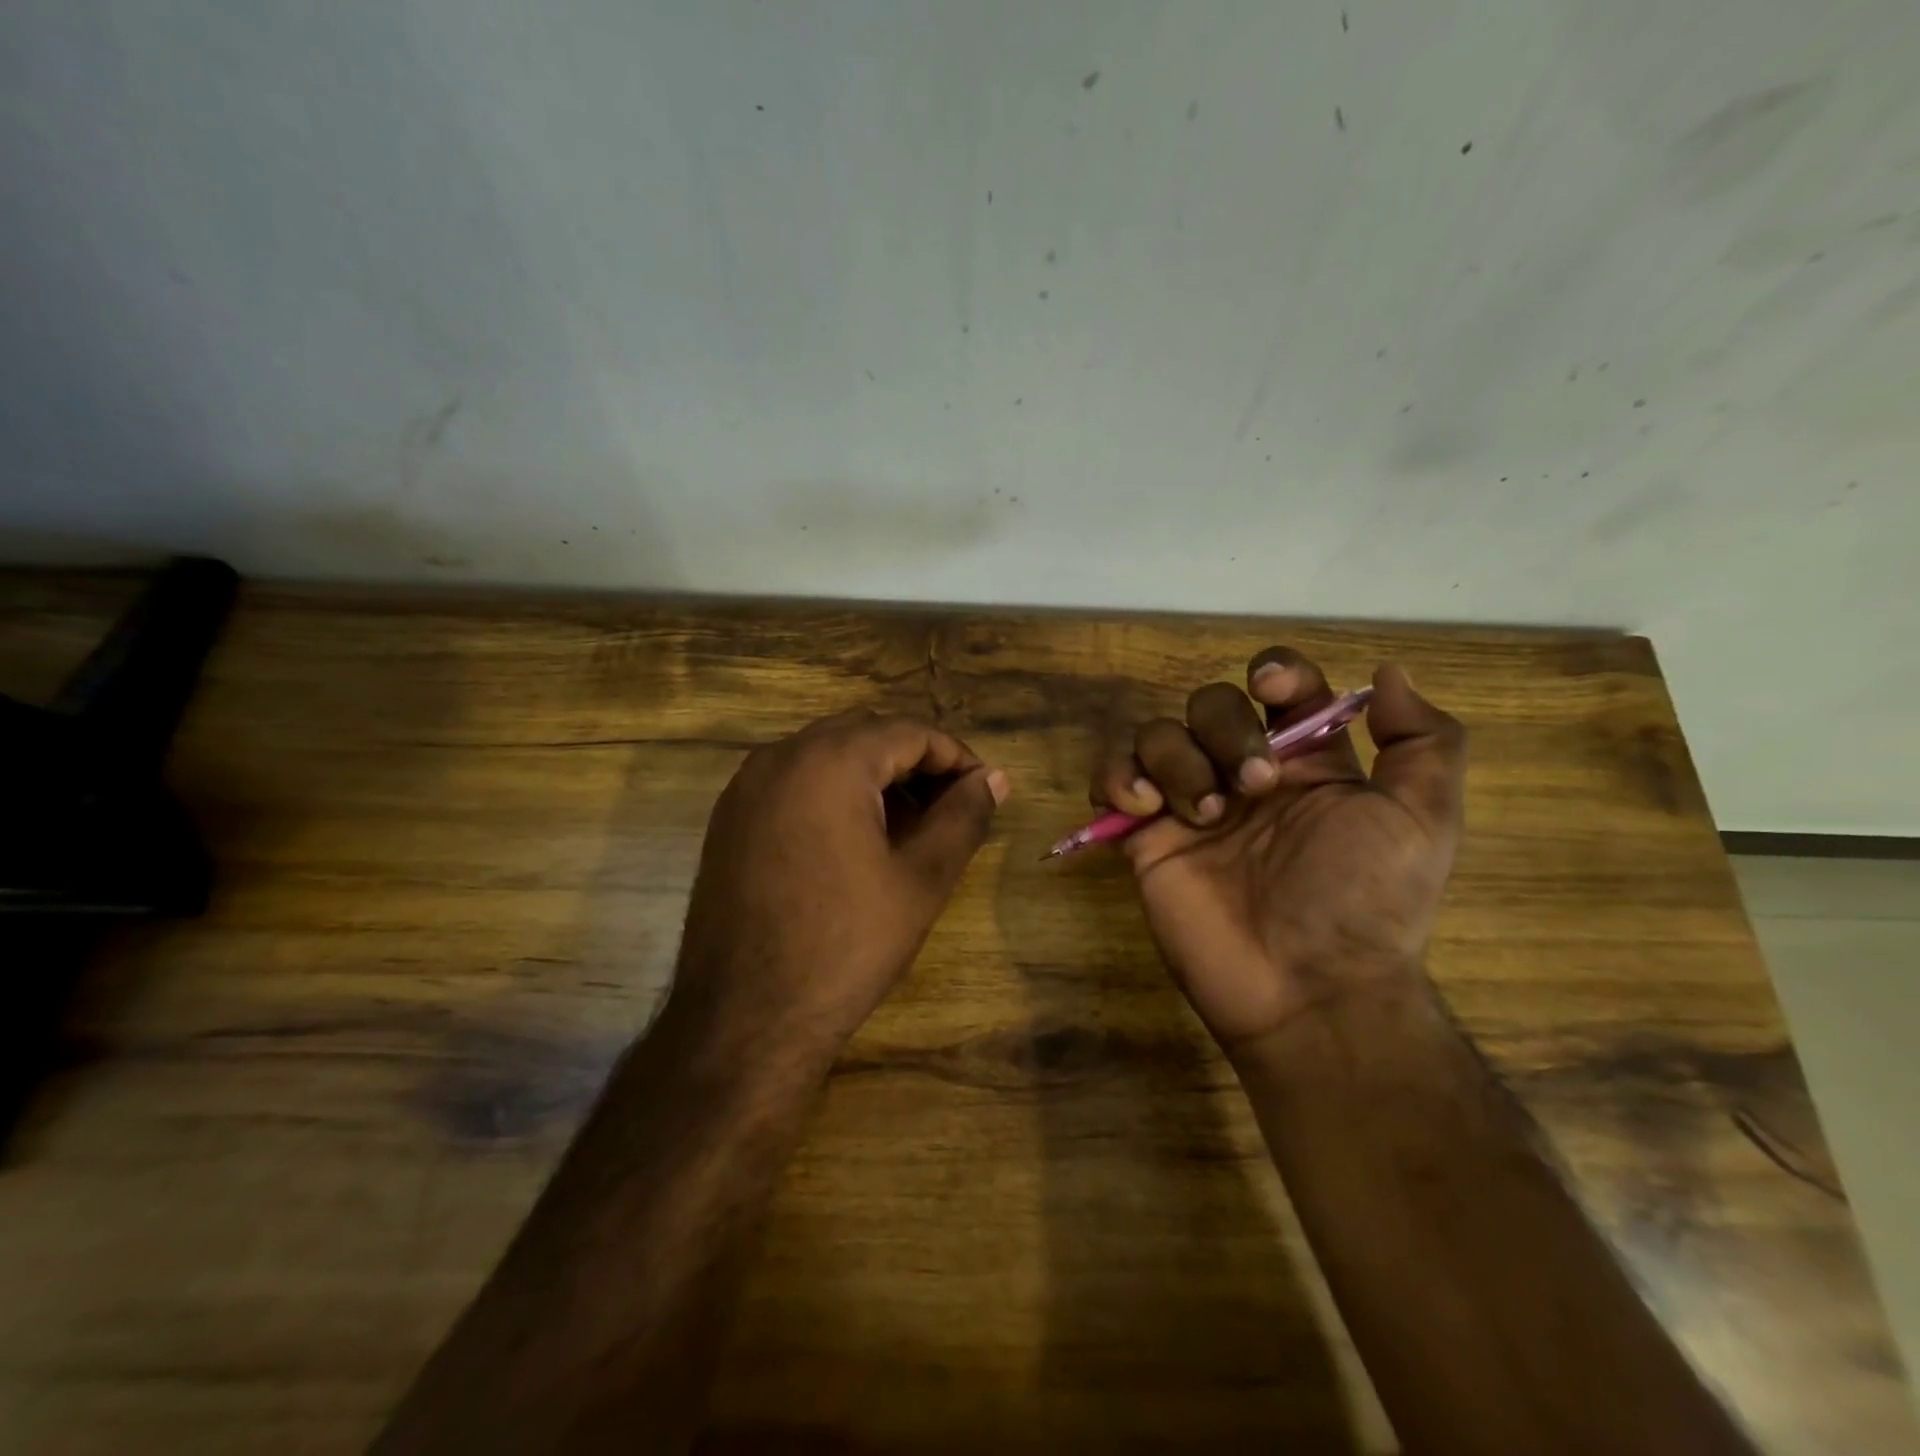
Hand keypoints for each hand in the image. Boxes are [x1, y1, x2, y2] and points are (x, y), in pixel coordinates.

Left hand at [672, 711, 1009, 1065]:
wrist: (744, 1020)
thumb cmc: (846, 945)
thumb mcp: (921, 879)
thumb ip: (963, 817)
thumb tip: (995, 778)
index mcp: (829, 761)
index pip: (908, 732)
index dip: (955, 757)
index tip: (984, 792)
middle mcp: (780, 756)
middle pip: (865, 734)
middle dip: (914, 763)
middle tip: (949, 808)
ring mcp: (746, 787)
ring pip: (825, 755)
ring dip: (873, 775)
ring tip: (908, 826)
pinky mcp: (729, 819)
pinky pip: (793, 782)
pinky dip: (832, 792)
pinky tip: (854, 840)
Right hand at [1093, 649, 1466, 1054]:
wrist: (1306, 988)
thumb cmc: (1366, 901)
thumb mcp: (1423, 821)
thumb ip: (1424, 741)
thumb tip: (1385, 673)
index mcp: (1307, 762)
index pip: (1280, 686)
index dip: (1275, 671)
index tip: (1273, 688)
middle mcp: (1243, 773)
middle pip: (1210, 703)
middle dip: (1225, 728)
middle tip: (1252, 787)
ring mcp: (1189, 805)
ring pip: (1156, 734)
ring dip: (1175, 758)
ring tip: (1201, 815)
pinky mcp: (1145, 837)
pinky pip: (1112, 780)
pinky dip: (1117, 778)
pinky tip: (1143, 808)